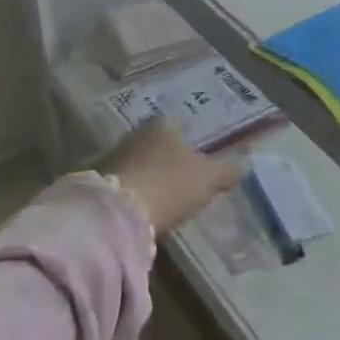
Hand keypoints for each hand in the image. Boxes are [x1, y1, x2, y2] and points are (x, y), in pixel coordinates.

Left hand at [104, 118, 239, 234]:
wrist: (118, 215)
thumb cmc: (170, 185)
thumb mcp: (208, 179)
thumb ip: (226, 171)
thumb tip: (242, 166)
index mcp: (163, 124)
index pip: (180, 126)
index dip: (192, 143)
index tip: (200, 161)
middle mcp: (136, 133)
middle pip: (158, 145)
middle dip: (168, 160)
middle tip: (183, 180)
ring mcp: (113, 156)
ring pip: (139, 163)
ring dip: (149, 177)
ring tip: (164, 198)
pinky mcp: (97, 182)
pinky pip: (124, 183)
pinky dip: (134, 192)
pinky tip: (143, 208)